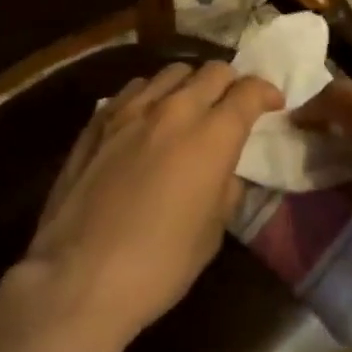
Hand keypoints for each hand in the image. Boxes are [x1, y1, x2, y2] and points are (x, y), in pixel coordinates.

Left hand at [21, 61, 281, 346]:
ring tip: (189, 107)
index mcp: (212, 135)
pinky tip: (147, 119)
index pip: (249, 91)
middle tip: (233, 106)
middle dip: (232, 83)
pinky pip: (134, 89)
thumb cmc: (158, 265)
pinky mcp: (99, 121)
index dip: (267, 93)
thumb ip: (226, 188)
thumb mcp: (212, 233)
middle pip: (214, 71)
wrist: (78, 279)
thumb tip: (226, 170)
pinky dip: (151, 95)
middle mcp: (175, 109)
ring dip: (190, 84)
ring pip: (172, 72)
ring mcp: (132, 110)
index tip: (273, 105)